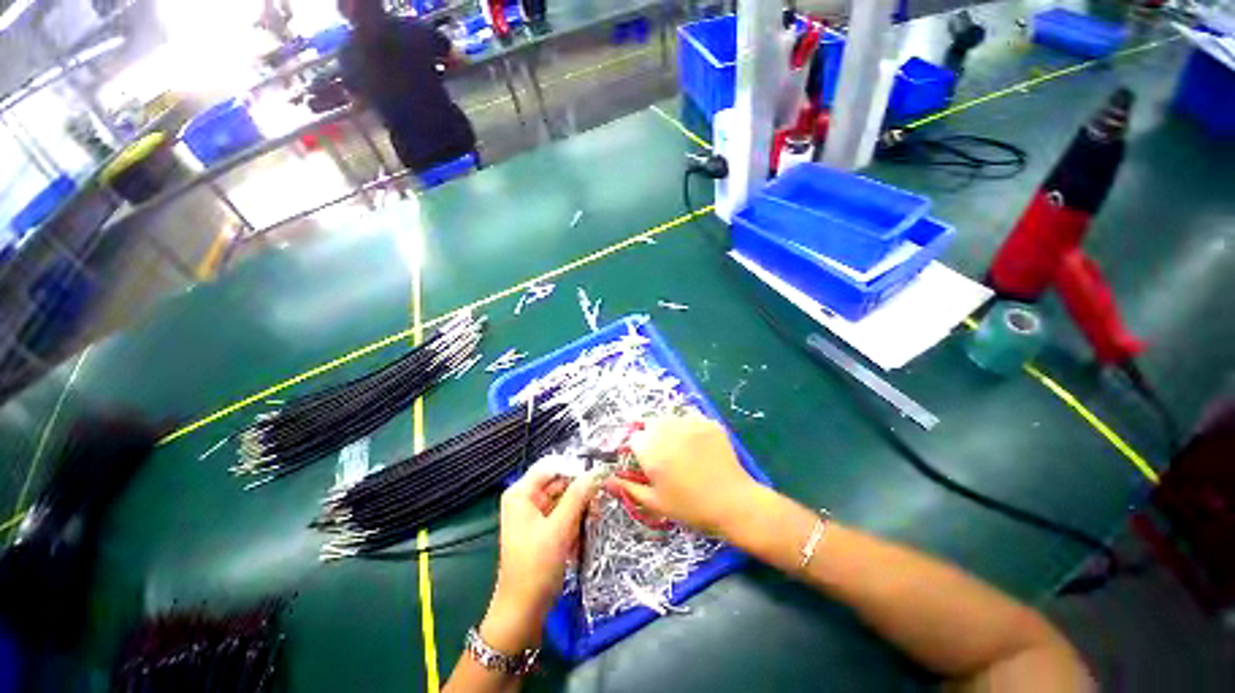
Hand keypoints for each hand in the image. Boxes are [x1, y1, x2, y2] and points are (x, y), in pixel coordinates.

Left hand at [481, 466, 599, 652]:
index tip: (597, 477)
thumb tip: (597, 471)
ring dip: (581, 509)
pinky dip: (576, 521)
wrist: (523, 613)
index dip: (575, 469)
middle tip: (599, 504)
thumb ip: (578, 496)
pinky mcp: (545, 528)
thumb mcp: (559, 529)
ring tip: (594, 521)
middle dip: (581, 492)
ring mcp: (536, 514)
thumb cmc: (535, 568)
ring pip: (566, 498)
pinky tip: (581, 536)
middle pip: (560, 481)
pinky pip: (565, 514)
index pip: (553, 465)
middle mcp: (528, 498)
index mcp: (522, 493)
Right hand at [605, 413, 759, 537]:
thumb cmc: (690, 507)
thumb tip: (606, 480)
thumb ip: (628, 488)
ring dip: (669, 429)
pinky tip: (698, 446)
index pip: (634, 438)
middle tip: (665, 457)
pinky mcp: (708, 422)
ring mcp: (690, 423)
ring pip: (670, 418)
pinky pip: (691, 419)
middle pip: (650, 423)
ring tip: (682, 450)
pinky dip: (689, 428)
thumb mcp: (655, 502)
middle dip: (652, 436)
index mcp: (651, 449)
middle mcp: (667, 430)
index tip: (647, 464)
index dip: (638, 451)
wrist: (733, 503)